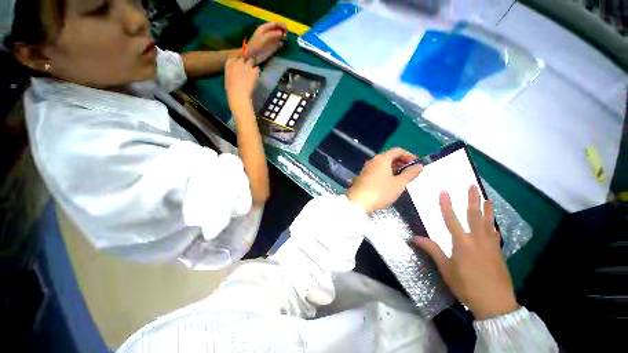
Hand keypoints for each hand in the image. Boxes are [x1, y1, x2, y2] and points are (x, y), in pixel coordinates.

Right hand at [225, 56, 258, 112]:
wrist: (238, 94)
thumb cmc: (231, 89)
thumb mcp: (228, 77)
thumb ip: (231, 71)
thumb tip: (235, 71)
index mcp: (229, 63)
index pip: (234, 58)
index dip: (237, 62)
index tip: (239, 66)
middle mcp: (238, 62)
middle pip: (242, 59)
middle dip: (244, 63)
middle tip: (246, 69)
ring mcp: (247, 66)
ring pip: (251, 61)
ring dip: (251, 64)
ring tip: (252, 70)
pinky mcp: (254, 71)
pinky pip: (257, 68)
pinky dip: (257, 71)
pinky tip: (256, 75)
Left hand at [245, 22, 286, 63]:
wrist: (253, 55)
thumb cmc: (257, 45)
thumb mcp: (264, 37)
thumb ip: (273, 34)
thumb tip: (281, 33)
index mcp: (265, 28)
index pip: (274, 24)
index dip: (280, 25)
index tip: (286, 28)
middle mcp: (268, 33)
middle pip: (277, 30)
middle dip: (282, 31)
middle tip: (287, 34)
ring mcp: (270, 40)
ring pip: (279, 36)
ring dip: (283, 37)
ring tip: (286, 38)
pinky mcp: (272, 47)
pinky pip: (278, 44)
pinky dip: (281, 43)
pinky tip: (283, 44)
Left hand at [347, 148, 422, 212]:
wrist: (358, 202)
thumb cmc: (380, 192)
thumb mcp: (398, 184)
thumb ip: (410, 174)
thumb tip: (419, 166)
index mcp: (382, 159)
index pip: (397, 150)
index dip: (408, 155)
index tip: (416, 164)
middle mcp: (373, 161)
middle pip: (389, 157)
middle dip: (401, 163)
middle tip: (410, 172)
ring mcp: (366, 168)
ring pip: (382, 165)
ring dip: (393, 169)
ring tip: (401, 179)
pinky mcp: (362, 176)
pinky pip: (376, 171)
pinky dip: (385, 173)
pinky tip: (388, 183)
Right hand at [410, 186, 518, 319]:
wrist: (495, 303)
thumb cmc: (466, 285)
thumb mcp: (445, 269)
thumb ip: (432, 250)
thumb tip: (413, 237)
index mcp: (462, 243)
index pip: (451, 219)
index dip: (446, 204)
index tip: (444, 191)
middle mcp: (477, 240)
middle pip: (474, 216)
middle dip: (472, 200)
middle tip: (472, 186)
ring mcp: (490, 245)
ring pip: (489, 223)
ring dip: (487, 209)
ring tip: (487, 199)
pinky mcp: (498, 253)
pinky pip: (495, 235)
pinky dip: (494, 227)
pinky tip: (494, 225)